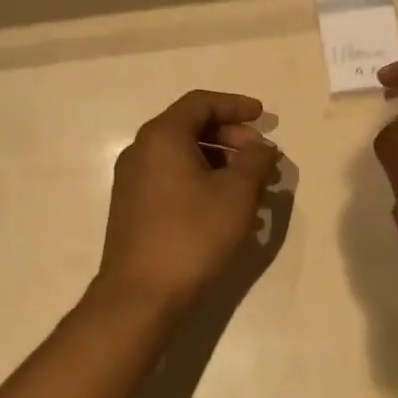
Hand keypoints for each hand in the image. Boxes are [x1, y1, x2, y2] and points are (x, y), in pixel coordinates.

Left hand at [95, 90, 278, 315]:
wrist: (141, 295)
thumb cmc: (192, 235)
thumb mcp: (236, 195)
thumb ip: (255, 161)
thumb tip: (263, 147)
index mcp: (162, 137)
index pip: (200, 102)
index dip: (235, 105)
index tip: (264, 116)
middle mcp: (141, 151)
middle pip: (190, 127)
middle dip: (231, 136)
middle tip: (261, 155)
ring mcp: (133, 180)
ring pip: (182, 155)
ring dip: (219, 161)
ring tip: (251, 185)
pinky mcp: (133, 207)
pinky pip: (172, 178)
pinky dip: (201, 180)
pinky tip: (225, 207)